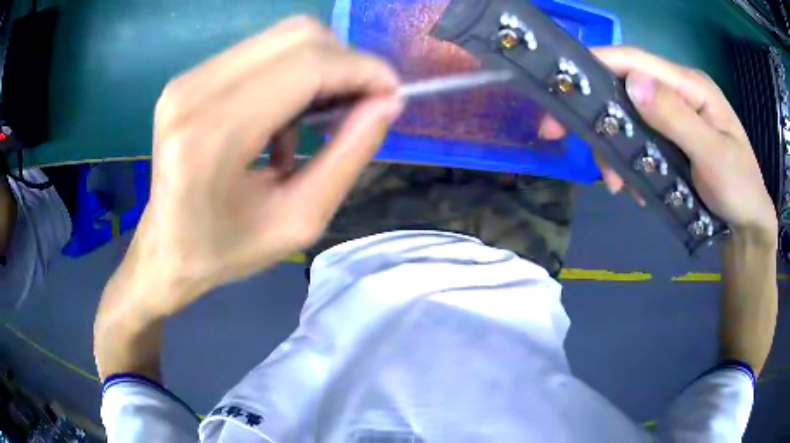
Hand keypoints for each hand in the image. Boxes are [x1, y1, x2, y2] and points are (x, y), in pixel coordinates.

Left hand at [109, 16, 403, 317]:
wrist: (166, 249)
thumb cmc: (227, 249)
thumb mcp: (300, 219)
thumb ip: (349, 155)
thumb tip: (388, 102)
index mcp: (214, 136)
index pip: (306, 65)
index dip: (361, 69)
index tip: (391, 93)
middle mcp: (194, 92)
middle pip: (296, 36)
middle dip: (345, 62)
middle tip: (360, 103)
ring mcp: (187, 79)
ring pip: (280, 37)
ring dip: (319, 66)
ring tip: (321, 114)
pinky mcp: (188, 78)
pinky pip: (259, 51)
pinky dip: (290, 72)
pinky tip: (284, 116)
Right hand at [540, 46, 776, 239]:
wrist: (747, 226)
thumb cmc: (739, 189)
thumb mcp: (713, 156)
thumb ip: (677, 118)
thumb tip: (632, 83)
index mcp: (690, 86)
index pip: (636, 61)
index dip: (596, 65)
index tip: (561, 86)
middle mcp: (678, 93)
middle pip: (625, 88)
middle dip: (597, 113)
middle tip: (561, 136)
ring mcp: (674, 117)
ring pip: (628, 118)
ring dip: (613, 147)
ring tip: (616, 184)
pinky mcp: (671, 140)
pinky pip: (639, 141)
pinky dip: (628, 162)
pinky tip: (633, 186)